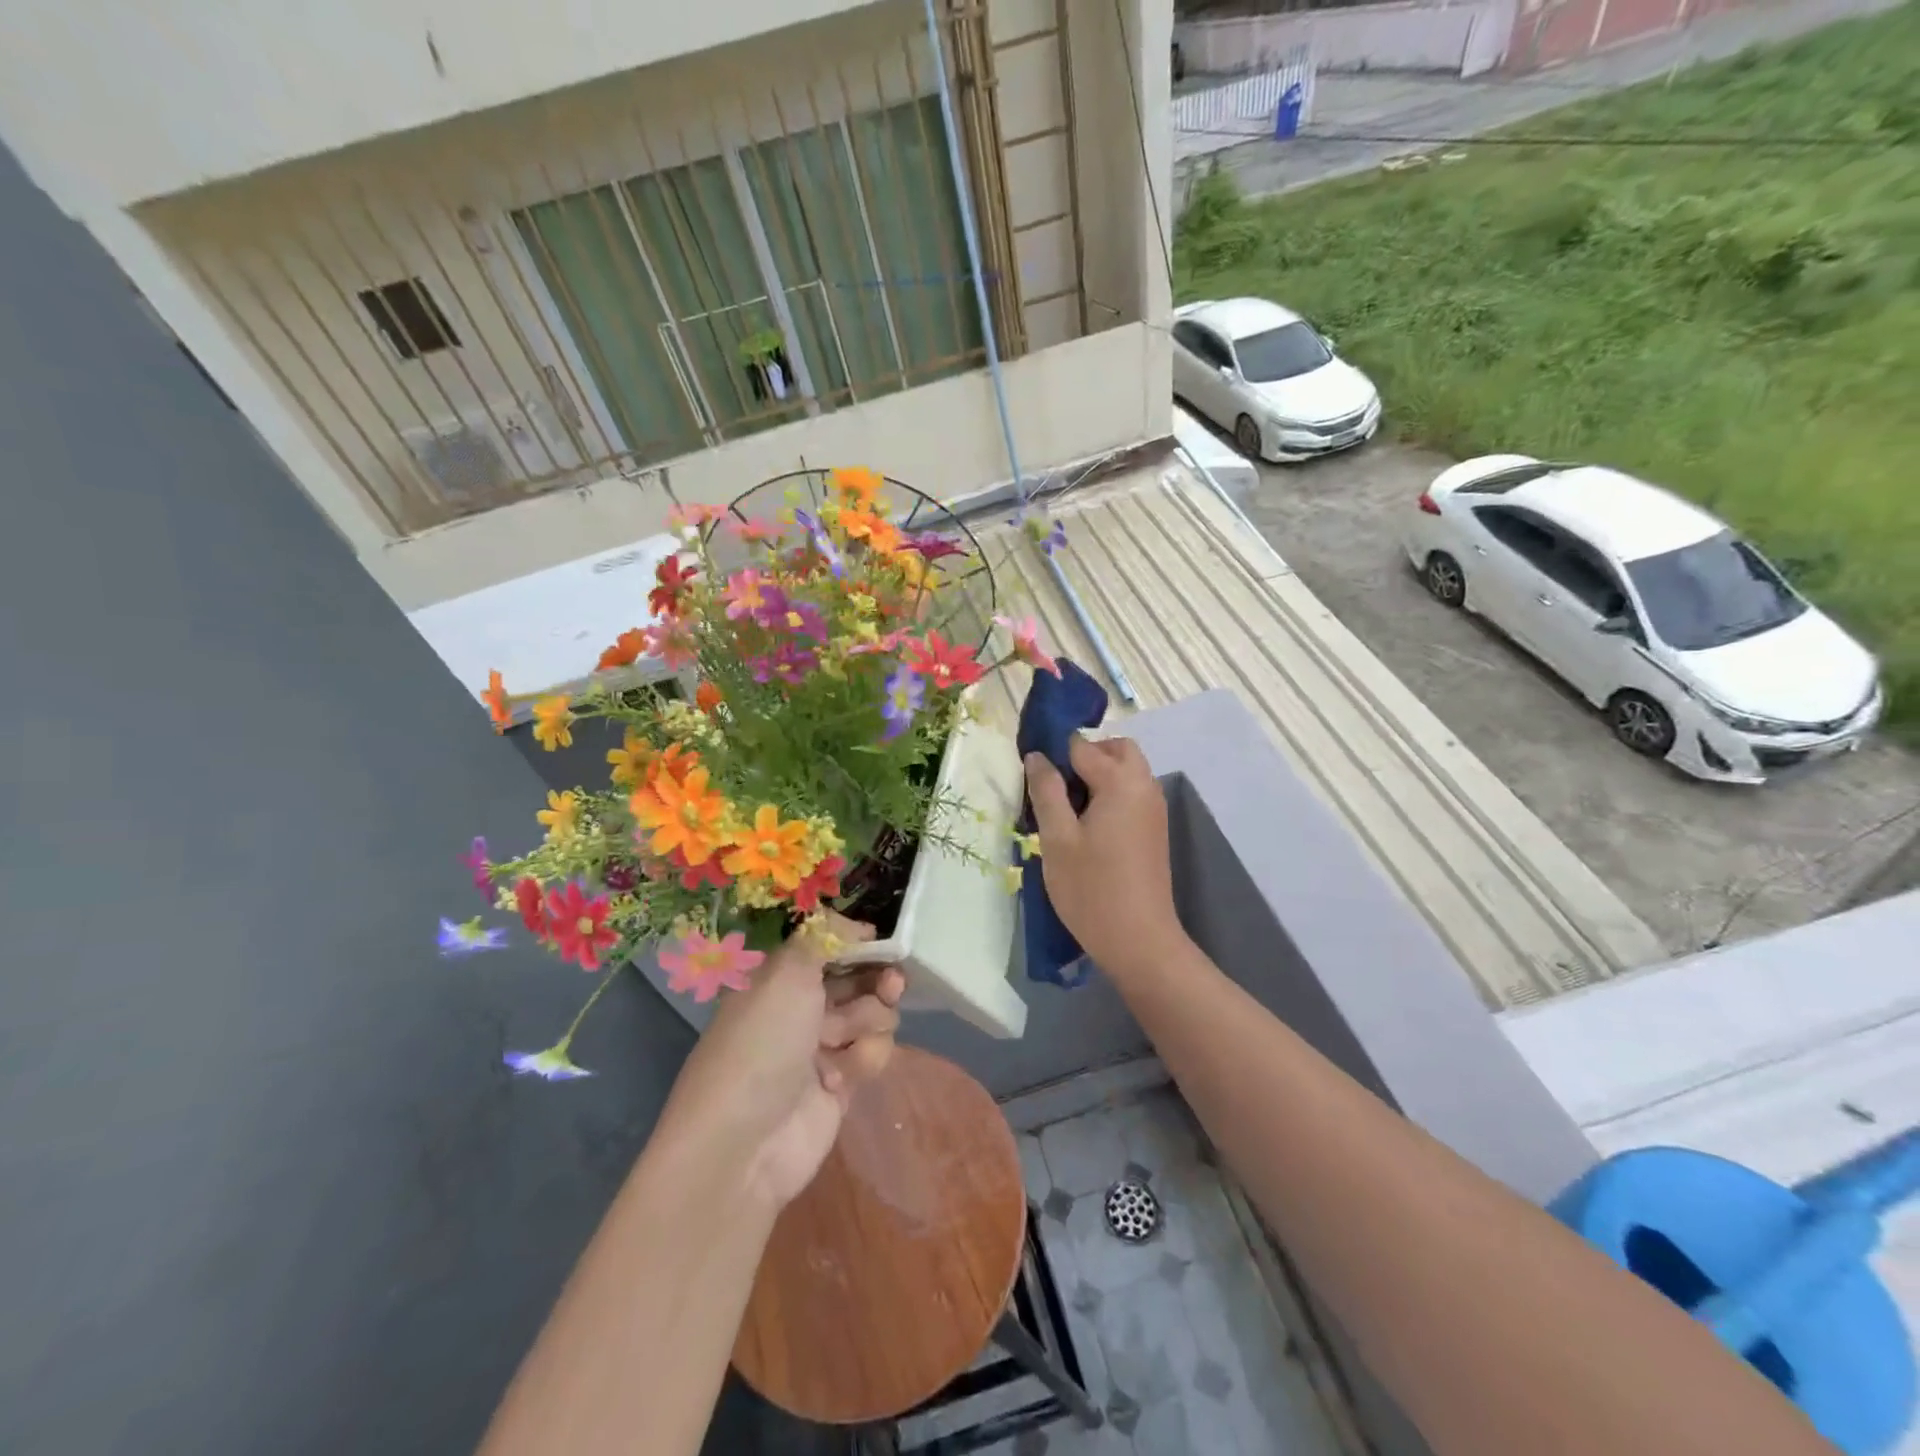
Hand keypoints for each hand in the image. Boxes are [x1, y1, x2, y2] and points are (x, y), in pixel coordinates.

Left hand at [659, 915, 904, 1210]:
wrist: (744, 1144)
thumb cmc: (761, 1043)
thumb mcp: (787, 972)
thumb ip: (823, 936)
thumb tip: (856, 923)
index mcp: (780, 975)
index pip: (828, 945)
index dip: (857, 941)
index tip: (881, 940)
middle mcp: (801, 1005)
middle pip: (858, 977)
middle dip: (878, 978)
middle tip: (892, 982)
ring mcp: (821, 1045)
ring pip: (872, 1013)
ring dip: (870, 1020)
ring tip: (847, 1038)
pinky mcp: (841, 1082)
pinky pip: (872, 1053)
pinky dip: (864, 1058)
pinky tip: (843, 1076)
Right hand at [1024, 735, 1182, 974]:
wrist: (1139, 941)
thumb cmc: (1091, 889)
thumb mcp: (1057, 838)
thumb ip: (1046, 791)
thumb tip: (1037, 756)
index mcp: (1120, 782)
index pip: (1081, 746)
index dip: (1053, 754)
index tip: (1032, 778)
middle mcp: (1144, 786)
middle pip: (1115, 749)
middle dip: (1084, 756)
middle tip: (1054, 787)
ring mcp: (1154, 809)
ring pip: (1126, 771)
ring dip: (1097, 776)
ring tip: (1066, 810)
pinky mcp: (1154, 829)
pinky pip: (1131, 793)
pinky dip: (1110, 795)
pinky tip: (1087, 827)